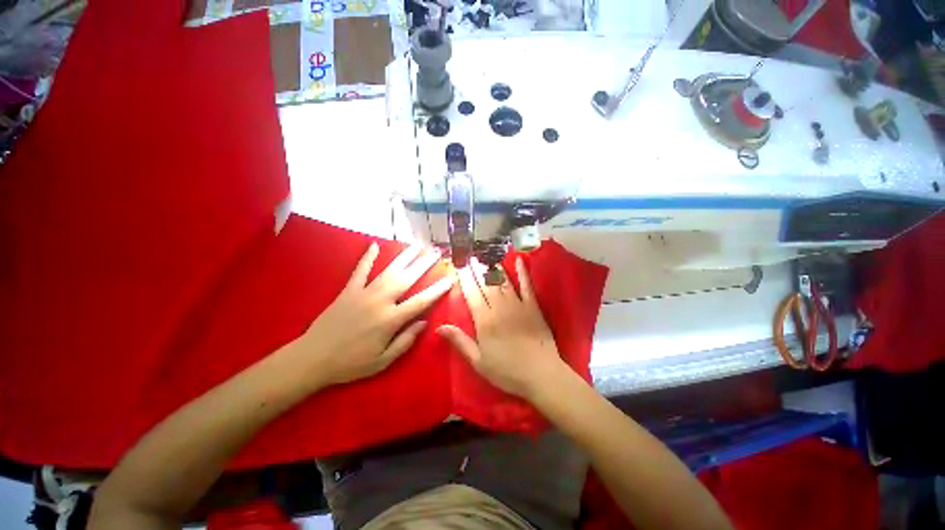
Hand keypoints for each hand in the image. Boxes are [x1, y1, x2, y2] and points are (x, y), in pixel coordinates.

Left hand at [297, 243, 452, 386]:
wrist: (312, 358)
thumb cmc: (351, 363)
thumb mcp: (383, 361)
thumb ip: (405, 341)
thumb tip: (424, 322)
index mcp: (390, 320)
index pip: (420, 301)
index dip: (437, 290)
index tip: (449, 279)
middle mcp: (380, 301)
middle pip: (407, 279)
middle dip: (424, 264)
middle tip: (436, 253)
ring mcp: (363, 293)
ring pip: (388, 270)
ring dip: (404, 257)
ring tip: (417, 246)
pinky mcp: (348, 290)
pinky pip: (359, 270)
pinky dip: (367, 257)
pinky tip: (374, 245)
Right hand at [436, 257, 566, 398]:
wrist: (541, 375)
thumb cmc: (507, 371)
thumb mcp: (478, 361)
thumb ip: (459, 341)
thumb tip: (438, 327)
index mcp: (484, 321)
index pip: (471, 294)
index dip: (464, 279)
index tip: (459, 266)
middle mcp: (499, 308)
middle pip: (485, 284)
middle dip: (476, 269)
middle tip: (470, 255)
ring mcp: (518, 305)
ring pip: (503, 281)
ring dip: (493, 267)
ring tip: (486, 255)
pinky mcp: (533, 306)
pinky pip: (527, 285)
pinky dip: (522, 272)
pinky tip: (519, 259)